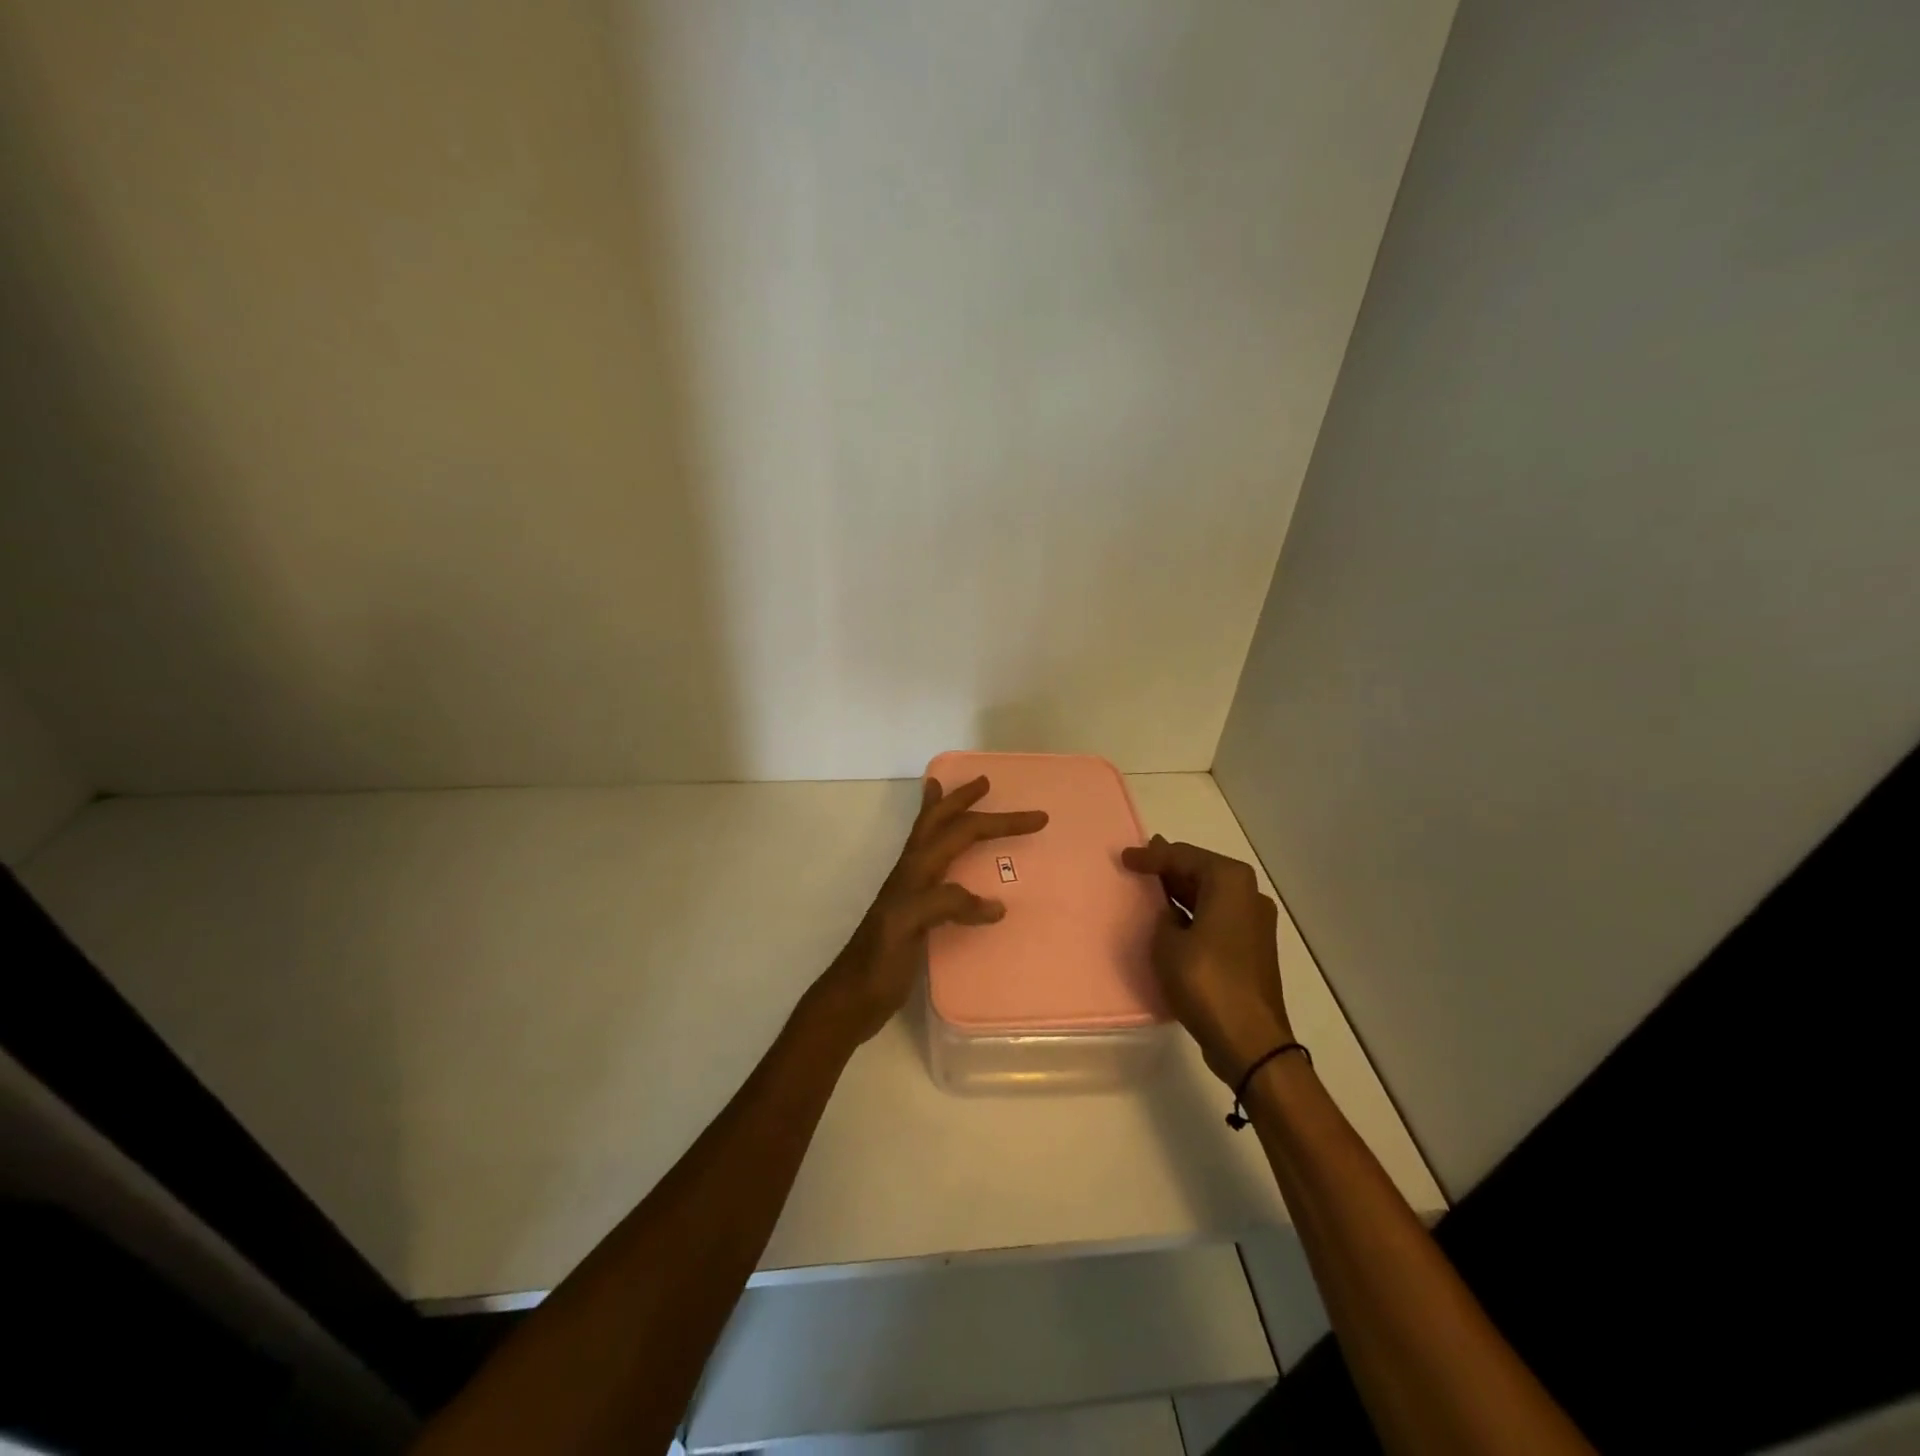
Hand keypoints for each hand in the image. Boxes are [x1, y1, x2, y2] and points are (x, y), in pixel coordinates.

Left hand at [812, 776, 1048, 1045]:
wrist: (851, 998)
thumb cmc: (878, 963)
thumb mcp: (908, 926)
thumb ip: (945, 904)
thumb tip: (995, 904)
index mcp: (915, 869)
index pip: (961, 832)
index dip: (999, 822)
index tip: (1038, 818)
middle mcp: (912, 872)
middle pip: (938, 823)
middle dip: (962, 800)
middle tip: (985, 782)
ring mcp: (910, 890)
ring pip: (930, 839)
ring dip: (945, 814)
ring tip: (950, 795)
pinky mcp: (913, 912)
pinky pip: (936, 869)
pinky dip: (944, 851)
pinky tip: (953, 864)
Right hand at [1121, 835, 1292, 1087]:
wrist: (1249, 1040)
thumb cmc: (1206, 981)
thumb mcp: (1168, 941)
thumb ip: (1164, 916)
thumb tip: (1171, 913)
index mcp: (1230, 882)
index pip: (1184, 856)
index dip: (1151, 856)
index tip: (1125, 857)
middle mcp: (1249, 894)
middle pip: (1202, 871)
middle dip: (1169, 868)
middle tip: (1138, 864)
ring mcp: (1255, 922)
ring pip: (1210, 895)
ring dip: (1181, 891)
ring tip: (1150, 887)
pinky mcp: (1252, 948)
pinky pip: (1217, 917)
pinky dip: (1194, 913)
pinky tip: (1171, 919)